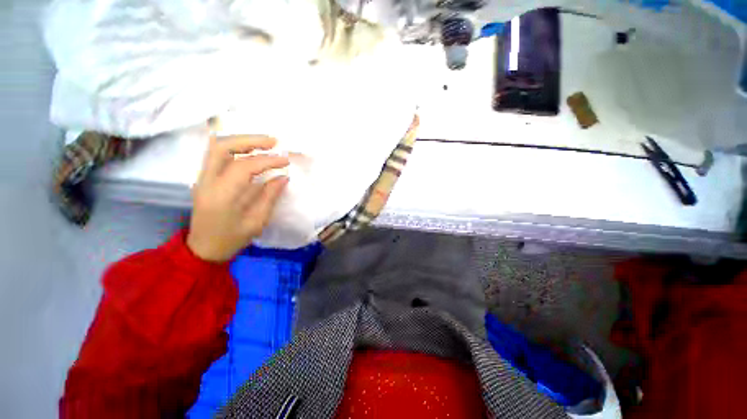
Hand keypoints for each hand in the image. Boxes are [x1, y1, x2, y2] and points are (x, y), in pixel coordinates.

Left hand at [187, 135, 289, 261]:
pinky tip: (249, 150)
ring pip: (217, 147)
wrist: (203, 249)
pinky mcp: (204, 178)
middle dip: (250, 140)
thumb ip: (270, 197)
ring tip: (265, 143)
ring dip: (242, 141)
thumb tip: (283, 177)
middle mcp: (207, 181)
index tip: (285, 160)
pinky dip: (235, 147)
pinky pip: (217, 155)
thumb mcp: (256, 222)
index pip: (244, 166)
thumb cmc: (232, 239)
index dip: (267, 160)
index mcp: (222, 196)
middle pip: (222, 147)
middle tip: (273, 142)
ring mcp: (202, 178)